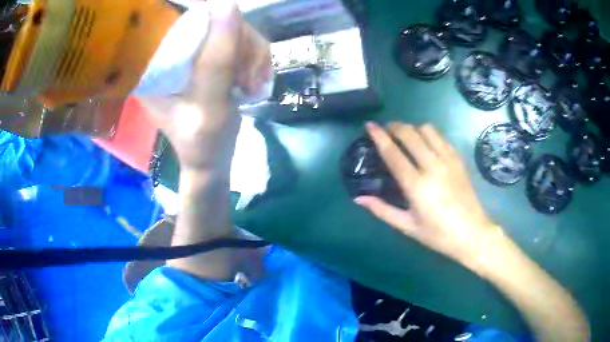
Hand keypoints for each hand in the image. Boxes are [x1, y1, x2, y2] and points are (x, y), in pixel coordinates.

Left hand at [138, 0, 270, 172]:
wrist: (212, 158)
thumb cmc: (203, 141)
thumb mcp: (209, 103)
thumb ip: (218, 58)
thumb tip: (229, 4)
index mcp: (154, 63)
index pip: (183, 19)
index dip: (215, 25)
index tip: (232, 57)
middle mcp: (170, 53)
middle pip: (214, 21)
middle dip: (241, 46)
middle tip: (247, 78)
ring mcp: (193, 55)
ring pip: (233, 30)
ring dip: (252, 55)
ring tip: (252, 84)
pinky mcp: (210, 59)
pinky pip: (242, 42)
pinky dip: (255, 60)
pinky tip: (254, 80)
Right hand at [356, 122, 503, 270]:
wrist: (473, 233)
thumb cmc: (438, 234)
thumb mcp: (408, 226)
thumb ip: (382, 210)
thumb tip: (359, 198)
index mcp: (416, 186)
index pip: (393, 154)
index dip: (379, 137)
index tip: (369, 125)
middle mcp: (432, 166)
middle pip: (410, 135)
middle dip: (395, 127)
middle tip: (387, 129)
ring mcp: (448, 160)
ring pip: (427, 130)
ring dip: (413, 128)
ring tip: (407, 136)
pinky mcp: (458, 160)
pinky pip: (441, 137)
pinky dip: (430, 134)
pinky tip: (426, 143)